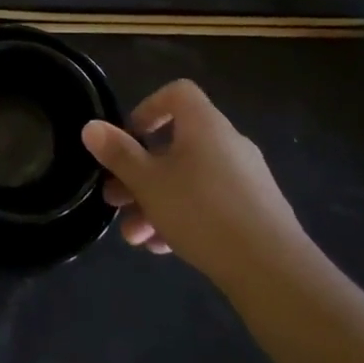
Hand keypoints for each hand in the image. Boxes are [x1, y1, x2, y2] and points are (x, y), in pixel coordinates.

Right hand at [81, 80, 307, 274]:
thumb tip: (91, 126)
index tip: (129, 138)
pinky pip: (209, 202)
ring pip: (189, 179)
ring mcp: (245, 178)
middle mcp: (228, 143)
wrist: (272, 269)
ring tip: (134, 236)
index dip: (148, 108)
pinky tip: (164, 248)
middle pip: (176, 144)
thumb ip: (118, 154)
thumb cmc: (201, 211)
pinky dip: (183, 217)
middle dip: (139, 172)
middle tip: (114, 199)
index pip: (177, 94)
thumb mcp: (148, 183)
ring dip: (156, 202)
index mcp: (204, 125)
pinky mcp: (255, 211)